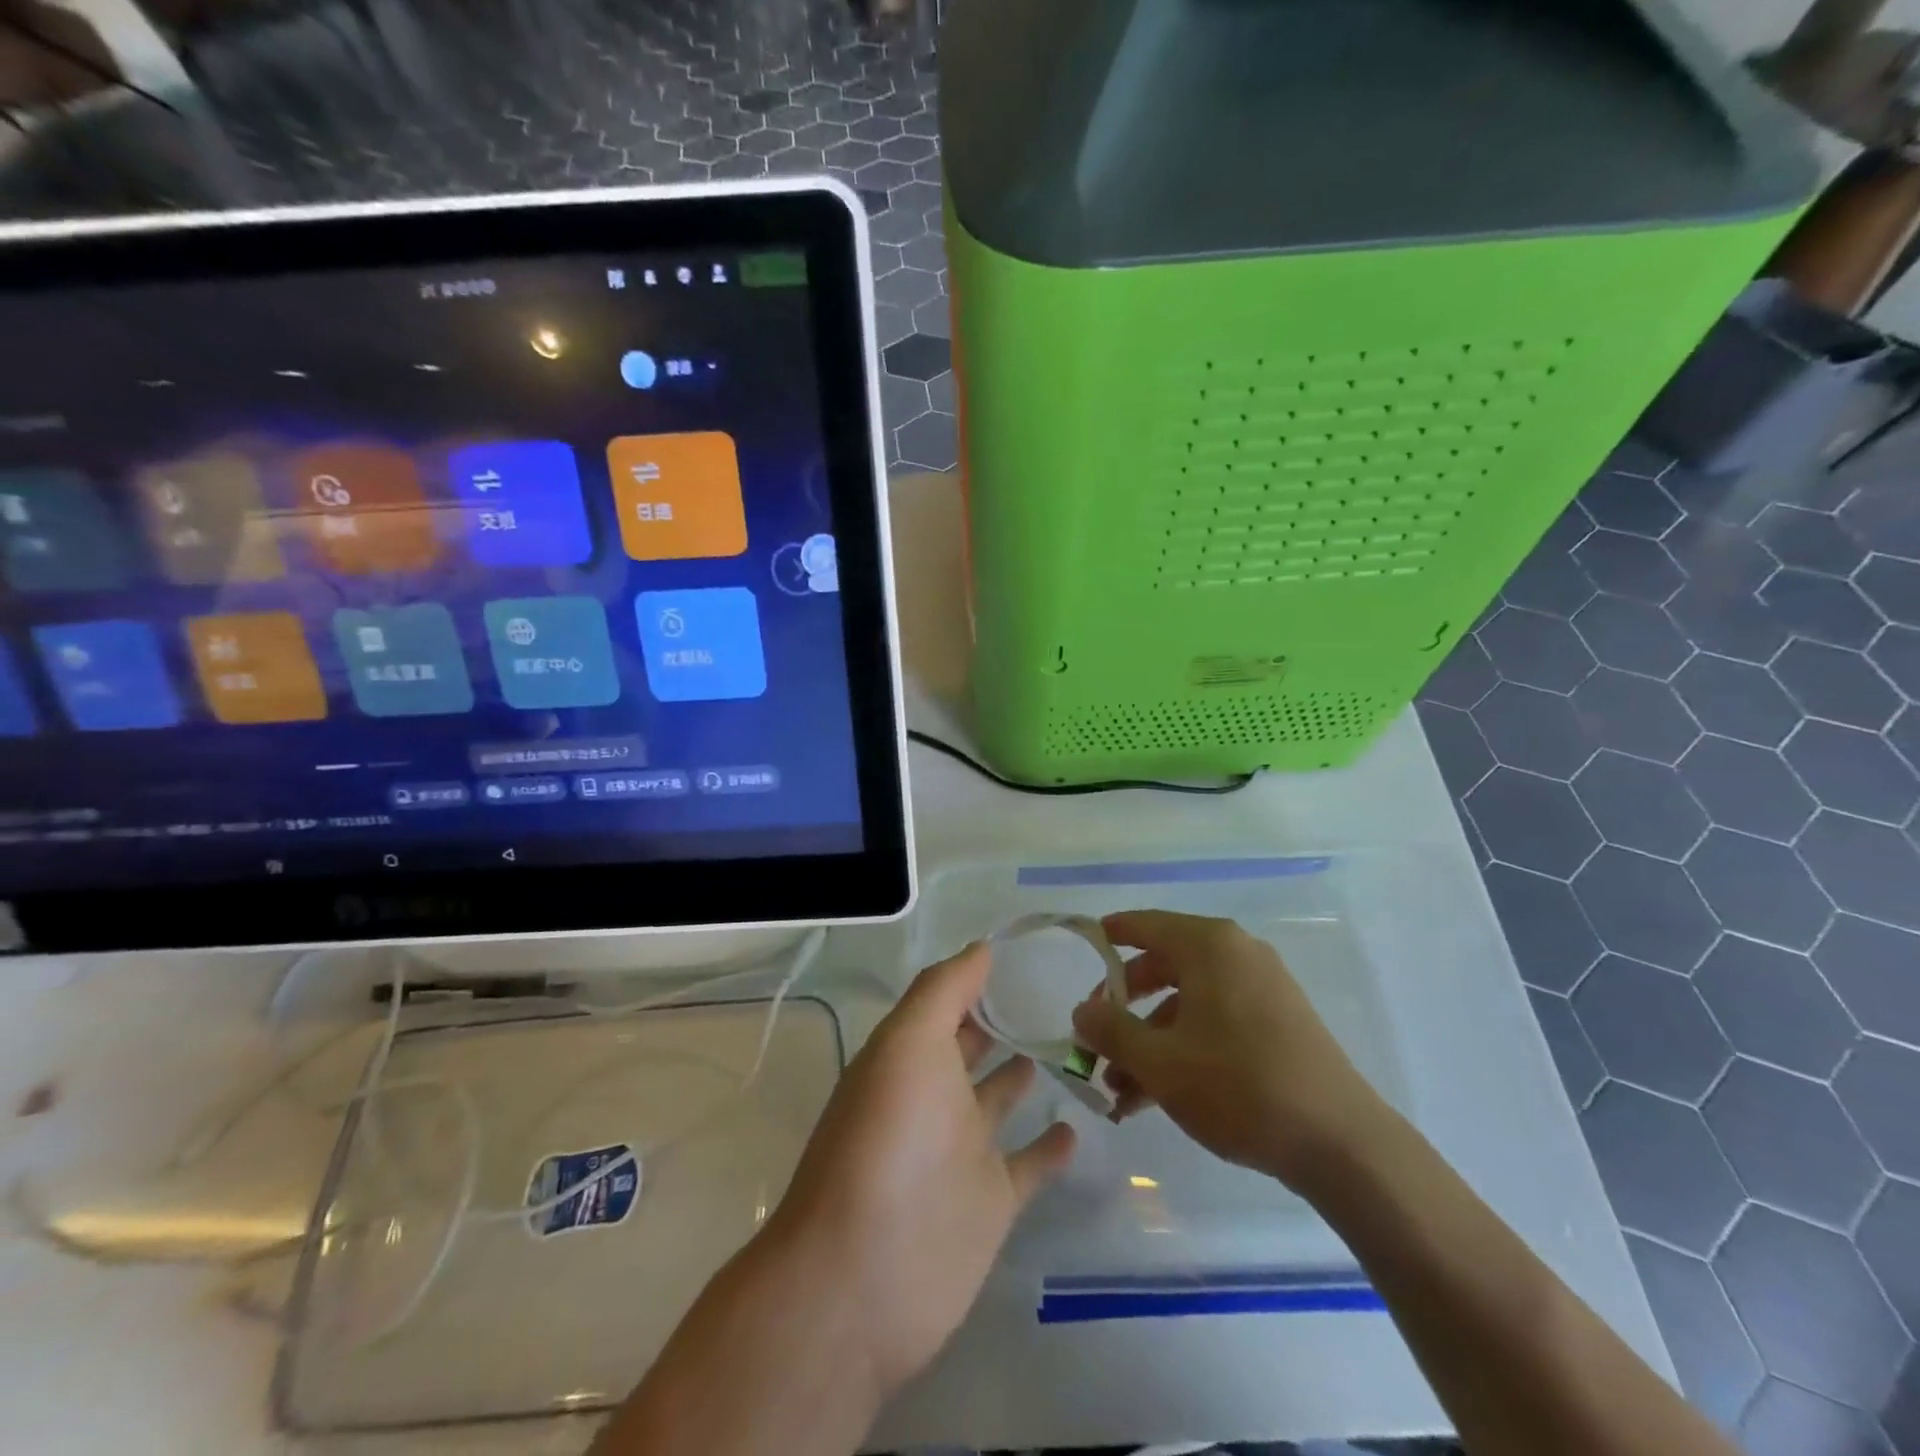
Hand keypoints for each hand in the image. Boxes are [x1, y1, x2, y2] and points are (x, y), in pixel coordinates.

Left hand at [767, 943, 1075, 1397]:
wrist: (865, 1275)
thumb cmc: (888, 1138)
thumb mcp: (908, 1042)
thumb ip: (944, 990)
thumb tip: (982, 947)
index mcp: (908, 1056)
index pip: (945, 1004)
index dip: (975, 978)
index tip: (1022, 953)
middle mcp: (933, 1096)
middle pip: (969, 1047)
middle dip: (999, 1020)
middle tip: (1055, 991)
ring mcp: (963, 1150)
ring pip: (998, 1099)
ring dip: (1023, 1072)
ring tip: (1067, 1041)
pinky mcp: (991, 1201)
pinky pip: (1028, 1164)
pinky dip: (1051, 1147)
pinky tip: (1077, 1125)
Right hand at [1071, 910, 1386, 1191]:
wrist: (1341, 1143)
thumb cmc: (1239, 1086)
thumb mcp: (1160, 1062)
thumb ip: (1111, 1031)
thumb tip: (1081, 1010)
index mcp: (1208, 945)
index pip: (1144, 924)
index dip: (1109, 936)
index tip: (1083, 948)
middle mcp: (1236, 954)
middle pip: (1163, 966)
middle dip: (1124, 1007)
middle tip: (1096, 1038)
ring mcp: (1262, 988)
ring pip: (1187, 1003)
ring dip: (1150, 1040)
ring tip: (1121, 1091)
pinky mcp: (1279, 1022)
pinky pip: (1215, 1021)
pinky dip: (1184, 1048)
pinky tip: (1159, 1096)